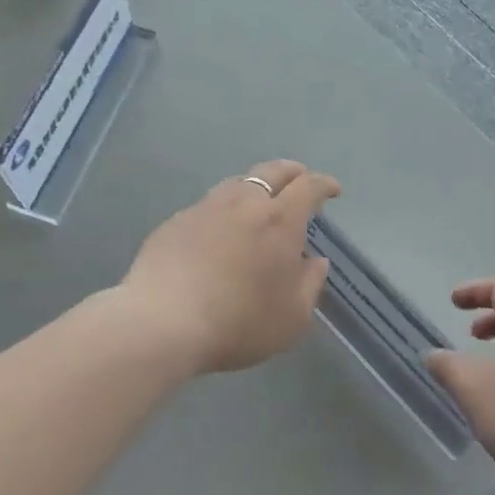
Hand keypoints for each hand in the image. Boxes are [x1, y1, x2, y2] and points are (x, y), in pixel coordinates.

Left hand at [120, 160, 339, 375]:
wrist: (162, 322)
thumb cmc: (238, 323)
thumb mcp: (292, 318)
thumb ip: (310, 284)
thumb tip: (315, 261)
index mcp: (279, 220)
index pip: (308, 187)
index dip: (324, 184)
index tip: (332, 189)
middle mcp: (243, 203)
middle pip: (272, 171)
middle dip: (292, 172)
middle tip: (300, 179)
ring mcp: (205, 208)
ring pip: (237, 183)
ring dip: (255, 185)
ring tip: (259, 201)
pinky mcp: (175, 221)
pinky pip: (208, 206)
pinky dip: (223, 210)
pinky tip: (219, 230)